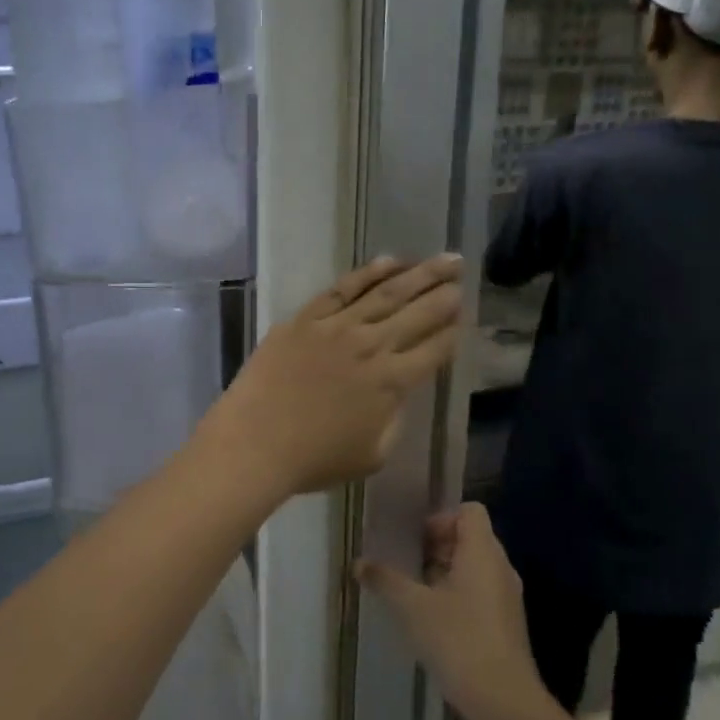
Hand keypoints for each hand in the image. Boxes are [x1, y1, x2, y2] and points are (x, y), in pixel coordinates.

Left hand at [199, 255, 463, 499]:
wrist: (255, 443)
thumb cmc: (313, 460)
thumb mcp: (372, 455)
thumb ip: (392, 420)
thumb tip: (397, 394)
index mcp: (392, 383)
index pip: (435, 350)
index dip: (453, 332)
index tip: (465, 316)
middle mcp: (372, 346)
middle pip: (418, 313)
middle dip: (445, 292)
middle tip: (461, 272)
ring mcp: (336, 327)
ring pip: (386, 292)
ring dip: (418, 273)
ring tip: (442, 259)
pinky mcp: (305, 318)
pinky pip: (342, 288)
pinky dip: (368, 273)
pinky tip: (388, 262)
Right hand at [358, 504, 543, 719]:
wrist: (503, 701)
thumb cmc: (458, 640)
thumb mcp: (412, 607)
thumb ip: (385, 580)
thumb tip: (359, 563)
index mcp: (482, 553)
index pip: (470, 511)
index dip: (441, 518)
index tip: (414, 539)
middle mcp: (500, 568)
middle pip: (470, 537)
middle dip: (436, 545)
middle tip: (405, 562)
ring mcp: (506, 597)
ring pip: (474, 566)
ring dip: (444, 570)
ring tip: (413, 590)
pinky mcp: (505, 623)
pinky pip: (479, 591)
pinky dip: (456, 593)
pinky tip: (430, 618)